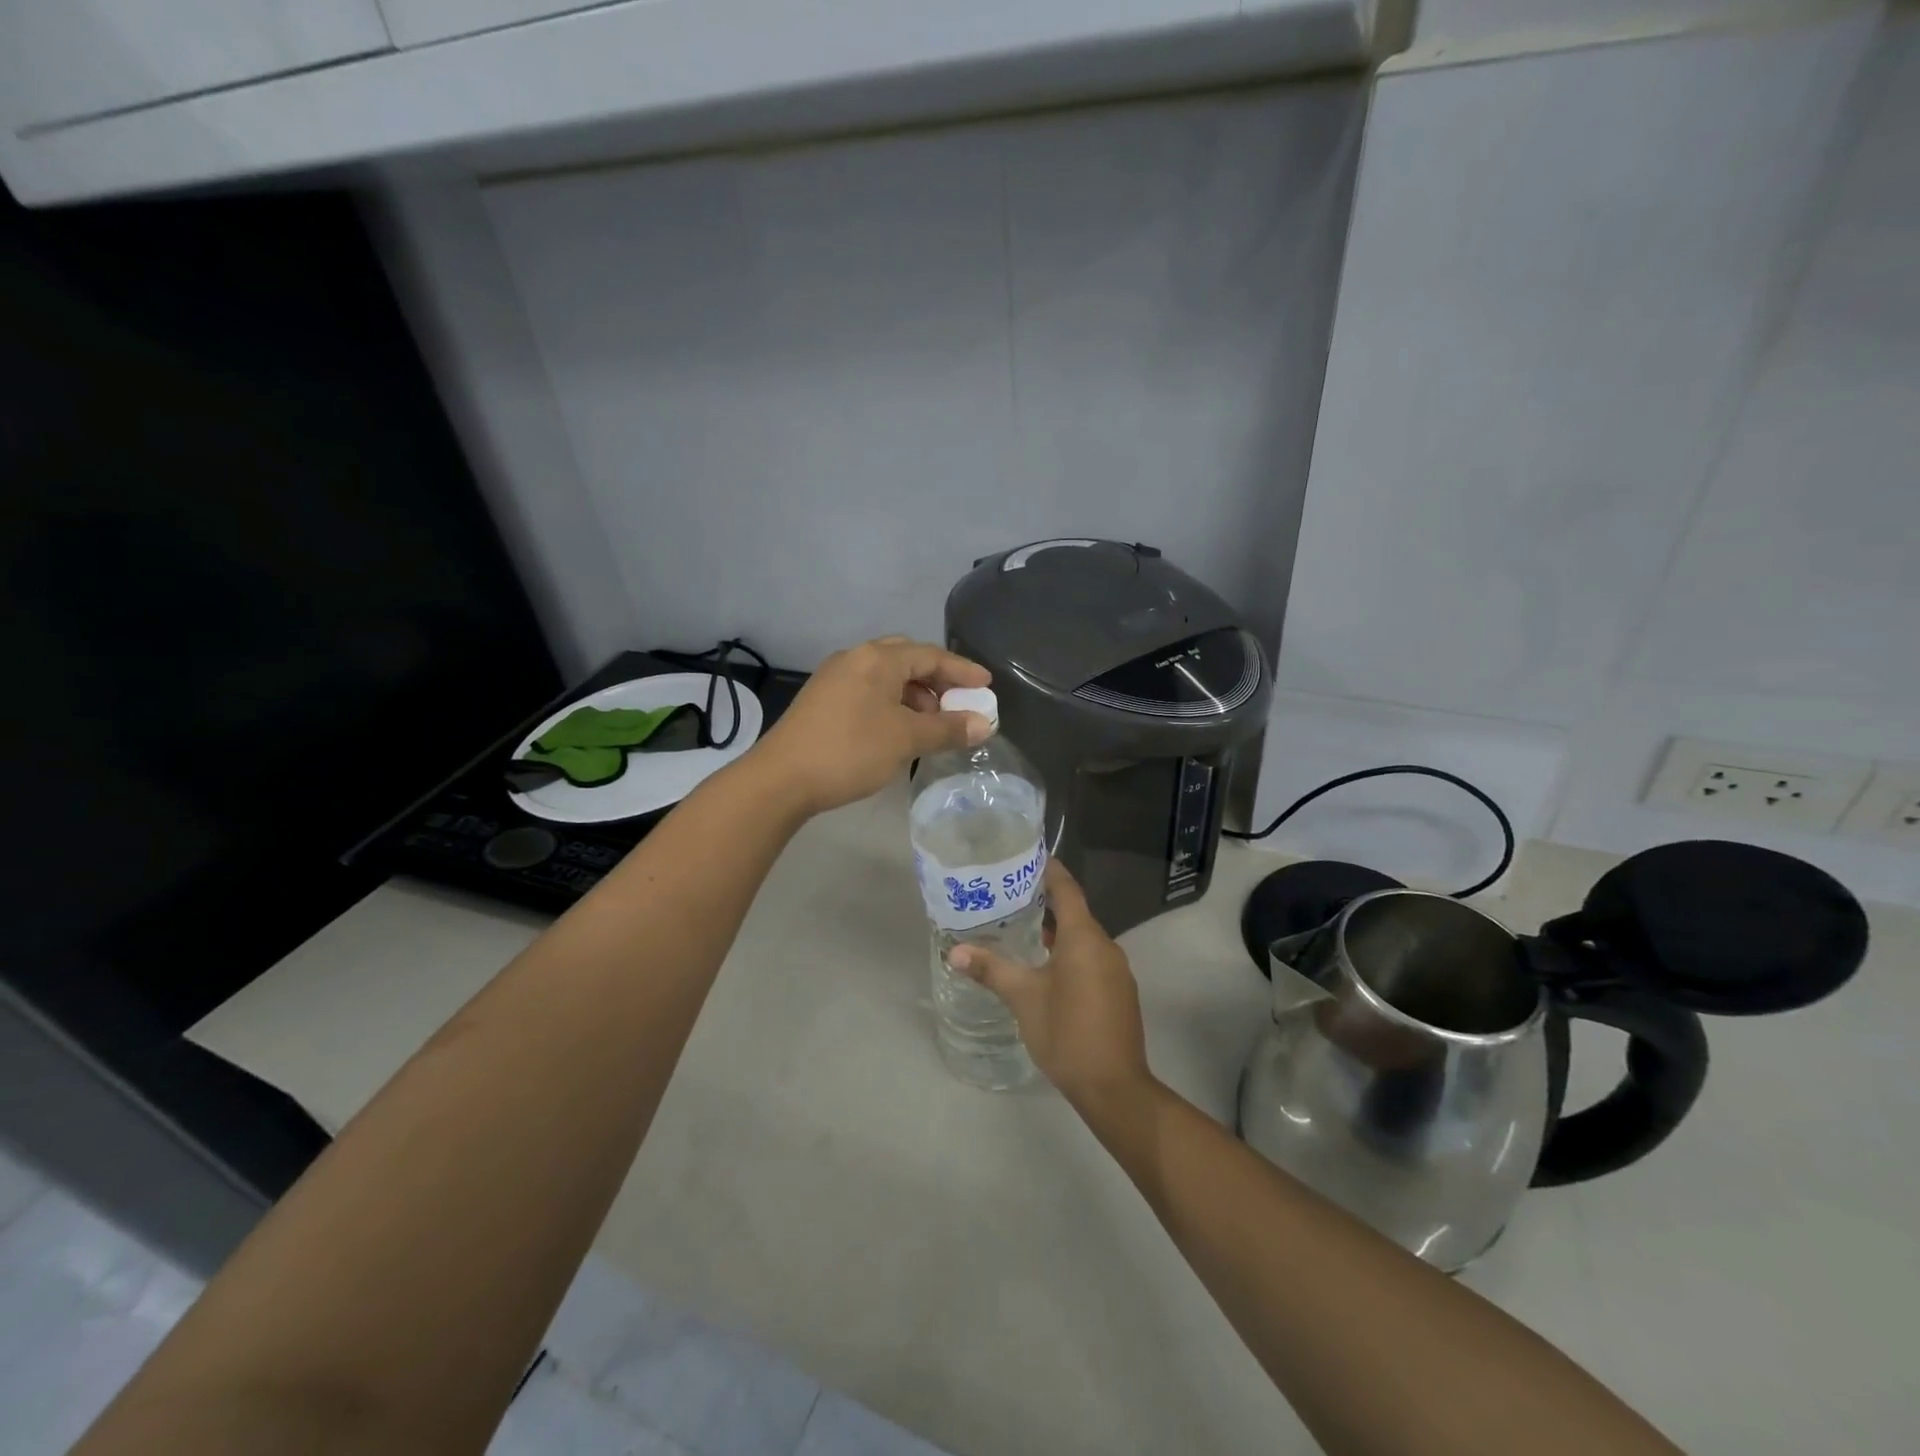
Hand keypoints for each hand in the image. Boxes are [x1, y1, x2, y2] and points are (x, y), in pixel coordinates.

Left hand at [755, 636, 991, 815]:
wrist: (781, 779)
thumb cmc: (850, 751)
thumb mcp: (906, 740)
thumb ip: (948, 729)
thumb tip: (984, 724)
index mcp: (878, 659)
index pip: (930, 655)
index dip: (962, 671)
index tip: (986, 686)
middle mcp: (855, 658)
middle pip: (906, 659)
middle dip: (936, 681)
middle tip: (957, 705)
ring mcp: (834, 678)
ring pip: (885, 677)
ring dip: (913, 696)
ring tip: (929, 726)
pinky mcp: (822, 700)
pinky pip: (868, 691)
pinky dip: (891, 704)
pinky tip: (897, 731)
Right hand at [948, 861, 1152, 1111]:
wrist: (1114, 1087)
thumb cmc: (1067, 1032)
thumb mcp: (1023, 998)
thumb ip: (991, 969)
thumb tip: (955, 950)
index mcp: (1084, 938)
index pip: (1067, 890)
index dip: (1051, 871)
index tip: (1030, 858)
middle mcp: (1105, 946)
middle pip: (1075, 914)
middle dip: (1046, 904)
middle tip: (1011, 898)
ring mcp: (1117, 971)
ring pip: (1083, 940)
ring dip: (1057, 933)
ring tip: (1023, 932)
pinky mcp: (1119, 993)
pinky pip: (1092, 960)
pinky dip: (1070, 955)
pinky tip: (1047, 970)